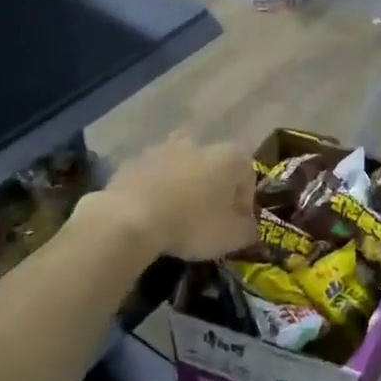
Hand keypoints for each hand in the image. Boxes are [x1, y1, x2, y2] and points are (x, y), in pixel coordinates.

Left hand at [89, 135, 254, 261]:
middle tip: (206, 218)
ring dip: (182, 186)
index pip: (248, 176)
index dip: (245, 203)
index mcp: (229, 157)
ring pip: (180, 167)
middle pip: (213, 166)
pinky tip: (150, 215)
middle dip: (212, 188)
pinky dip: (155, 190)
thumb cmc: (192, 224)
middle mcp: (199, 143)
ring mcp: (163, 149)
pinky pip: (152, 176)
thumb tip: (250, 227)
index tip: (236, 225)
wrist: (130, 217)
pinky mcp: (134, 161)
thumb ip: (248, 230)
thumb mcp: (231, 237)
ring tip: (176, 216)